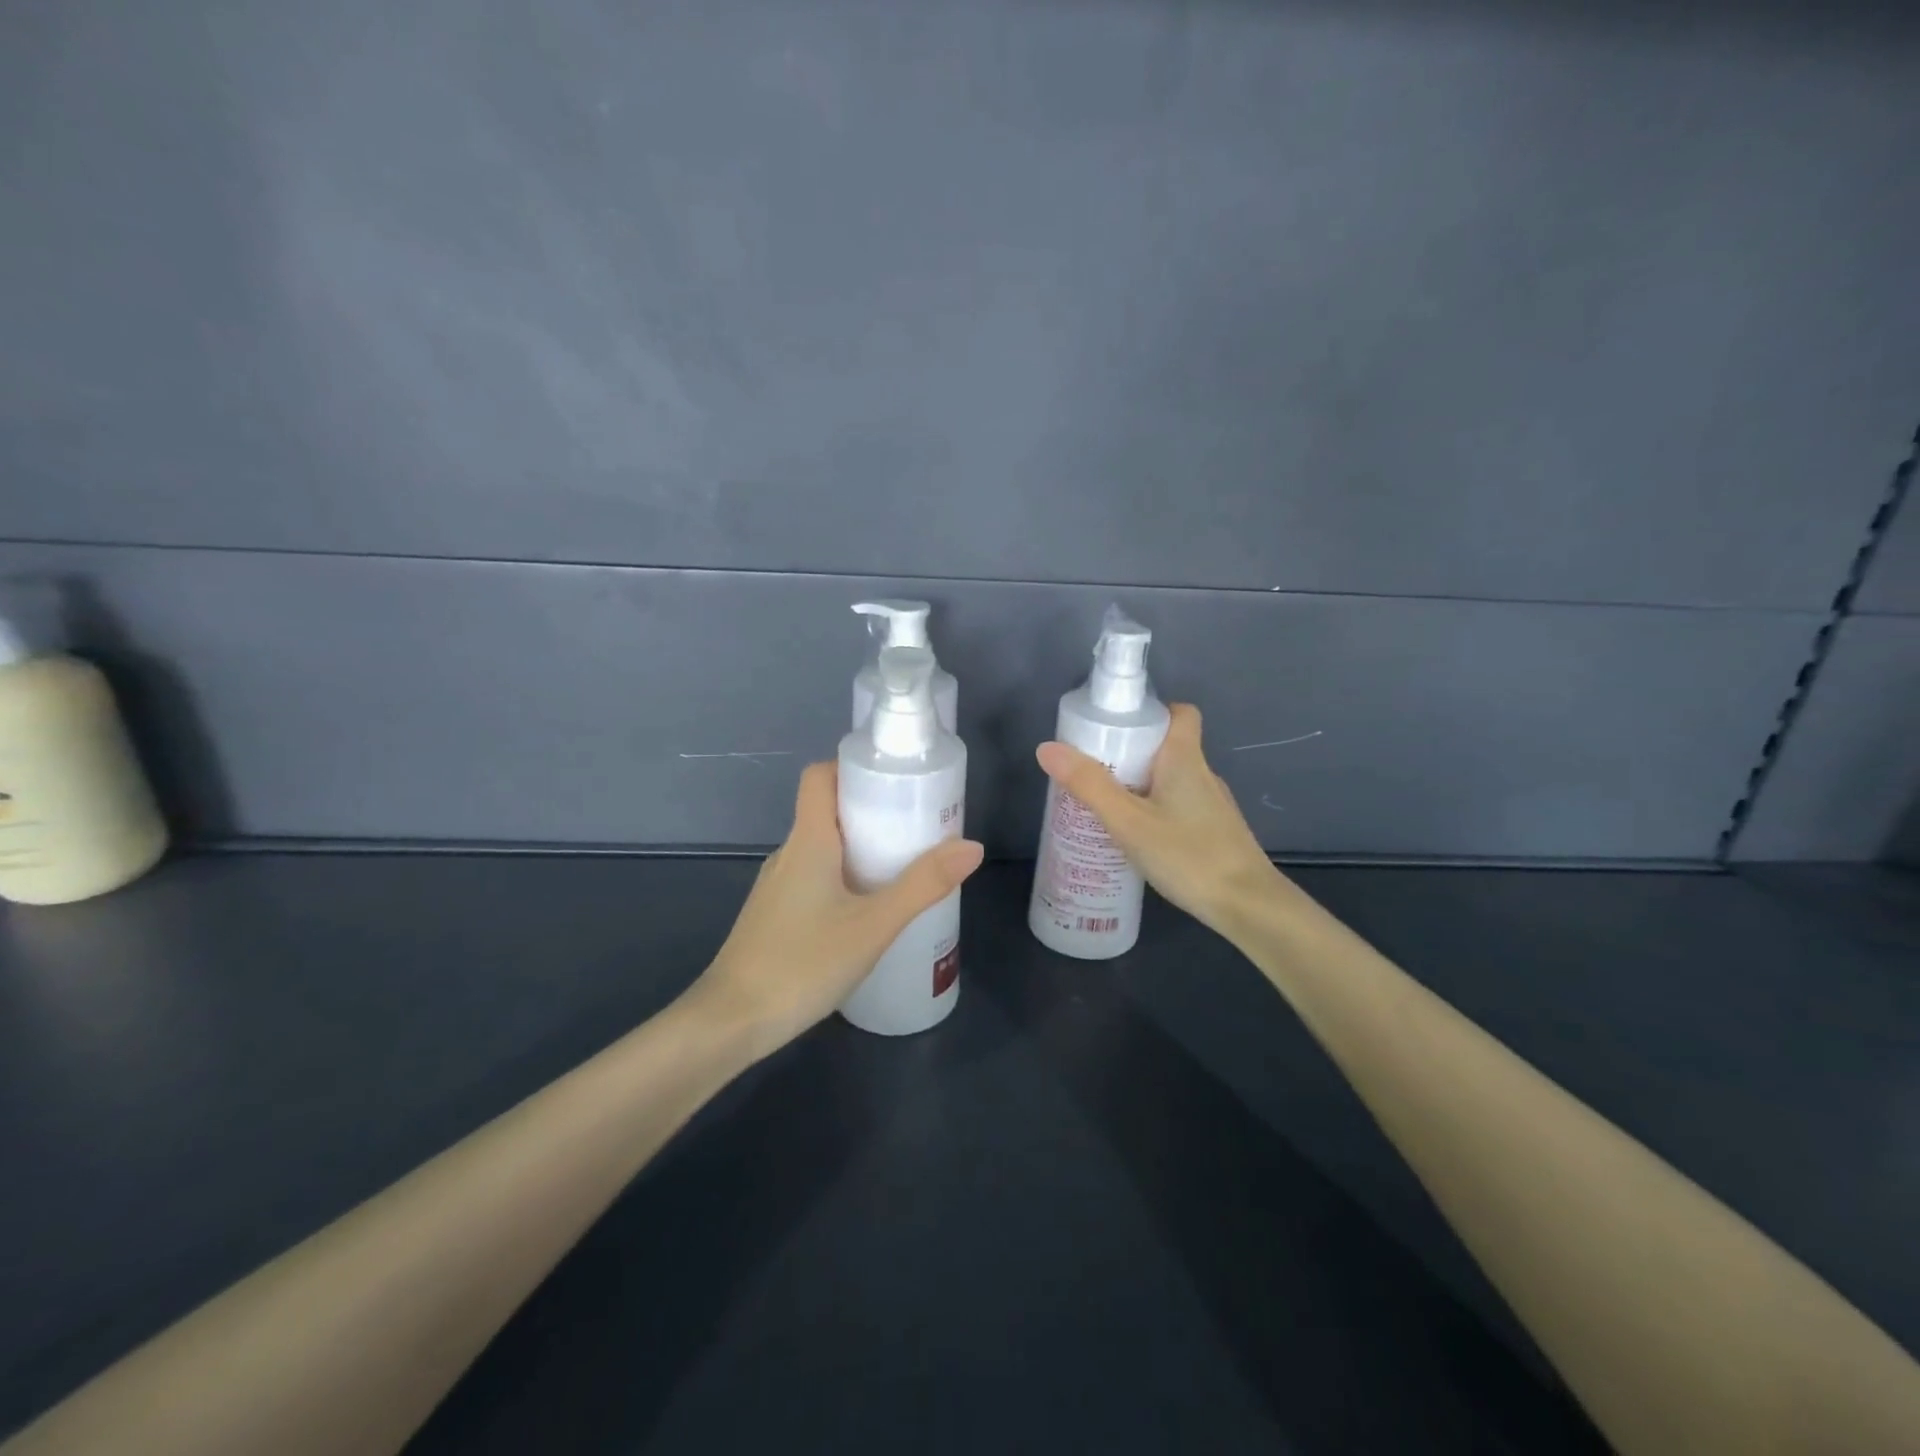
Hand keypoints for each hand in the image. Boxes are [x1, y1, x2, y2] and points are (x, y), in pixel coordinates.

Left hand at [685, 761, 983, 1057]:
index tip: (894, 781)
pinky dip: (843, 877)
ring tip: (902, 867)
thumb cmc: (802, 963)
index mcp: (808, 840)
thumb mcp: (873, 925)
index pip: (819, 776)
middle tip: (916, 827)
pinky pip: (813, 876)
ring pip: (821, 847)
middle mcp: (788, 853)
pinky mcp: (774, 914)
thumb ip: (922, 885)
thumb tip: (972, 846)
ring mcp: (777, 885)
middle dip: (872, 811)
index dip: (853, 767)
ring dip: (859, 847)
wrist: (730, 1022)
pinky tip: (868, 910)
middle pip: (827, 810)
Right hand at [1035, 704, 1290, 935]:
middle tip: (1094, 771)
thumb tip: (1047, 748)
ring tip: (1105, 806)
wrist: (1248, 907)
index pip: (1181, 713)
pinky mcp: (1215, 833)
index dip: (1152, 712)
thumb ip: (1089, 785)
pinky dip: (1155, 811)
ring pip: (1172, 781)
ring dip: (1141, 786)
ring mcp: (1213, 806)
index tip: (1118, 728)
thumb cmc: (1188, 855)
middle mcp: (1203, 775)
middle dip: (1131, 753)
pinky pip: (1179, 807)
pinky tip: (1135, 838)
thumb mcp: (1128, 821)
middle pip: (1168, 747)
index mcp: (1185, 759)